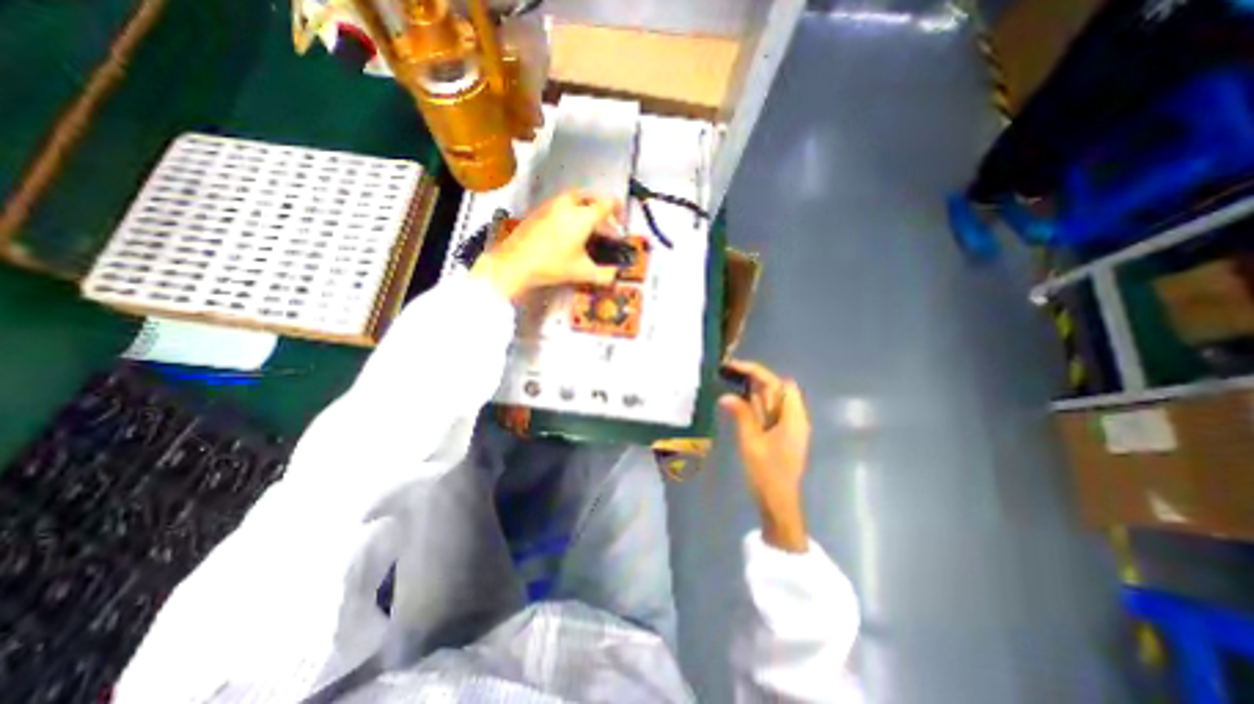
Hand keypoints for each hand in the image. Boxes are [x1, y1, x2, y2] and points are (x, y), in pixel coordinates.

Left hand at [466, 191, 623, 301]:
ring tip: (588, 228)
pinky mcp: (538, 211)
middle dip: (602, 210)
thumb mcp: (582, 272)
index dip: (619, 212)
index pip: (608, 204)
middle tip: (606, 226)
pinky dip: (570, 213)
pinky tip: (568, 232)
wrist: (515, 263)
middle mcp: (568, 205)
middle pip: (591, 197)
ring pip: (574, 200)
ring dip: (585, 210)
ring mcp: (551, 206)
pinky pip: (560, 205)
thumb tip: (614, 277)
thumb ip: (604, 275)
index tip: (621, 223)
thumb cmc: (552, 265)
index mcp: (583, 216)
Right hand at [715, 361, 812, 552]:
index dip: (757, 372)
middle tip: (727, 375)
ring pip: (771, 399)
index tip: (734, 367)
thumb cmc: (767, 474)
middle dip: (753, 379)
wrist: (778, 503)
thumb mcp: (751, 443)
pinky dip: (753, 404)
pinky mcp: (780, 434)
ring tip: (728, 383)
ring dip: (752, 391)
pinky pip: (767, 412)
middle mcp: (793, 418)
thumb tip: (726, 396)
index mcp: (793, 418)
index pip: (779, 383)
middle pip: (776, 389)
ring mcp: (788, 426)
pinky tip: (737, 404)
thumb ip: (741, 416)